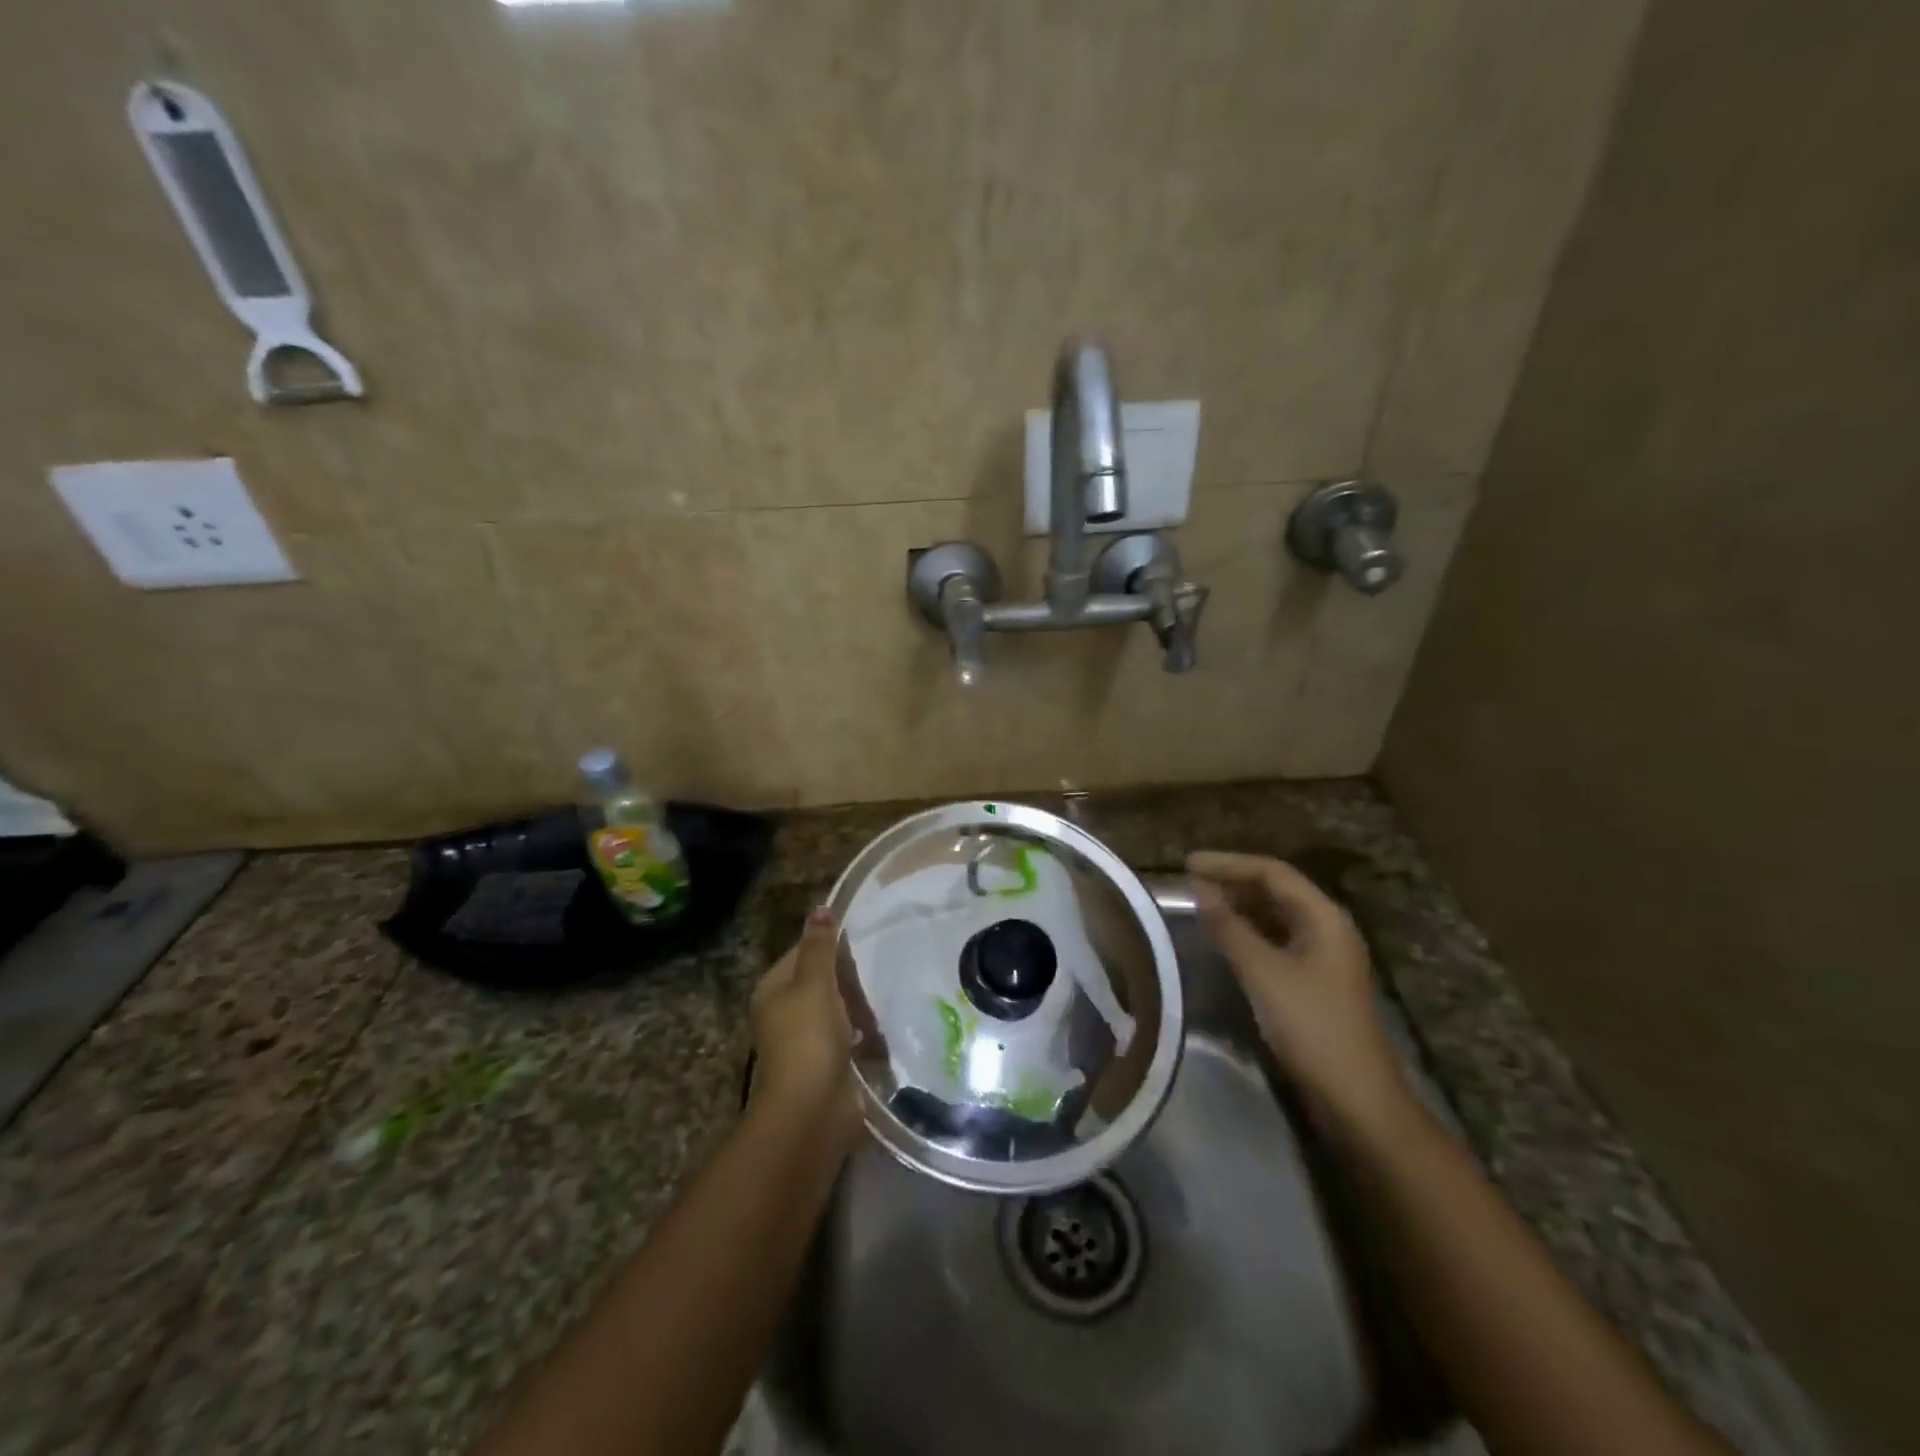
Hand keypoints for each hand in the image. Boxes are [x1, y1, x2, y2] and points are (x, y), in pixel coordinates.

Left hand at [749, 908, 860, 1140]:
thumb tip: (821, 908)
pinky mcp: (826, 1066)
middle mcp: (784, 1012)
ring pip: (837, 1011)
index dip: (831, 946)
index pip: (804, 952)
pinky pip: (848, 1040)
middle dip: (849, 981)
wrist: (811, 1111)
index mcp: (774, 989)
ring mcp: (805, 1042)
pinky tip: (879, 1036)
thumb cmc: (809, 1038)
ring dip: (858, 1009)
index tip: (863, 945)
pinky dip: (863, 1037)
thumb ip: (820, 947)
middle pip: (821, 981)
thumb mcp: (815, 983)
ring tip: (881, 1007)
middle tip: (876, 979)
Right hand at [1188, 851, 1411, 1139]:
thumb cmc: (1311, 1026)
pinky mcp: (1315, 981)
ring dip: (1239, 907)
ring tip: (1200, 905)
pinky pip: (1276, 941)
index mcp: (1324, 917)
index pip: (1272, 872)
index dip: (1228, 864)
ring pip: (1275, 916)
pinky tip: (1225, 940)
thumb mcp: (1263, 972)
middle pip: (1276, 890)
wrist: (1356, 1097)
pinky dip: (1248, 933)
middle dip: (1233, 882)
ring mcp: (1323, 956)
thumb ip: (1229, 927)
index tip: (1187, 864)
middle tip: (1189, 882)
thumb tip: (1199, 889)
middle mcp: (1327, 928)